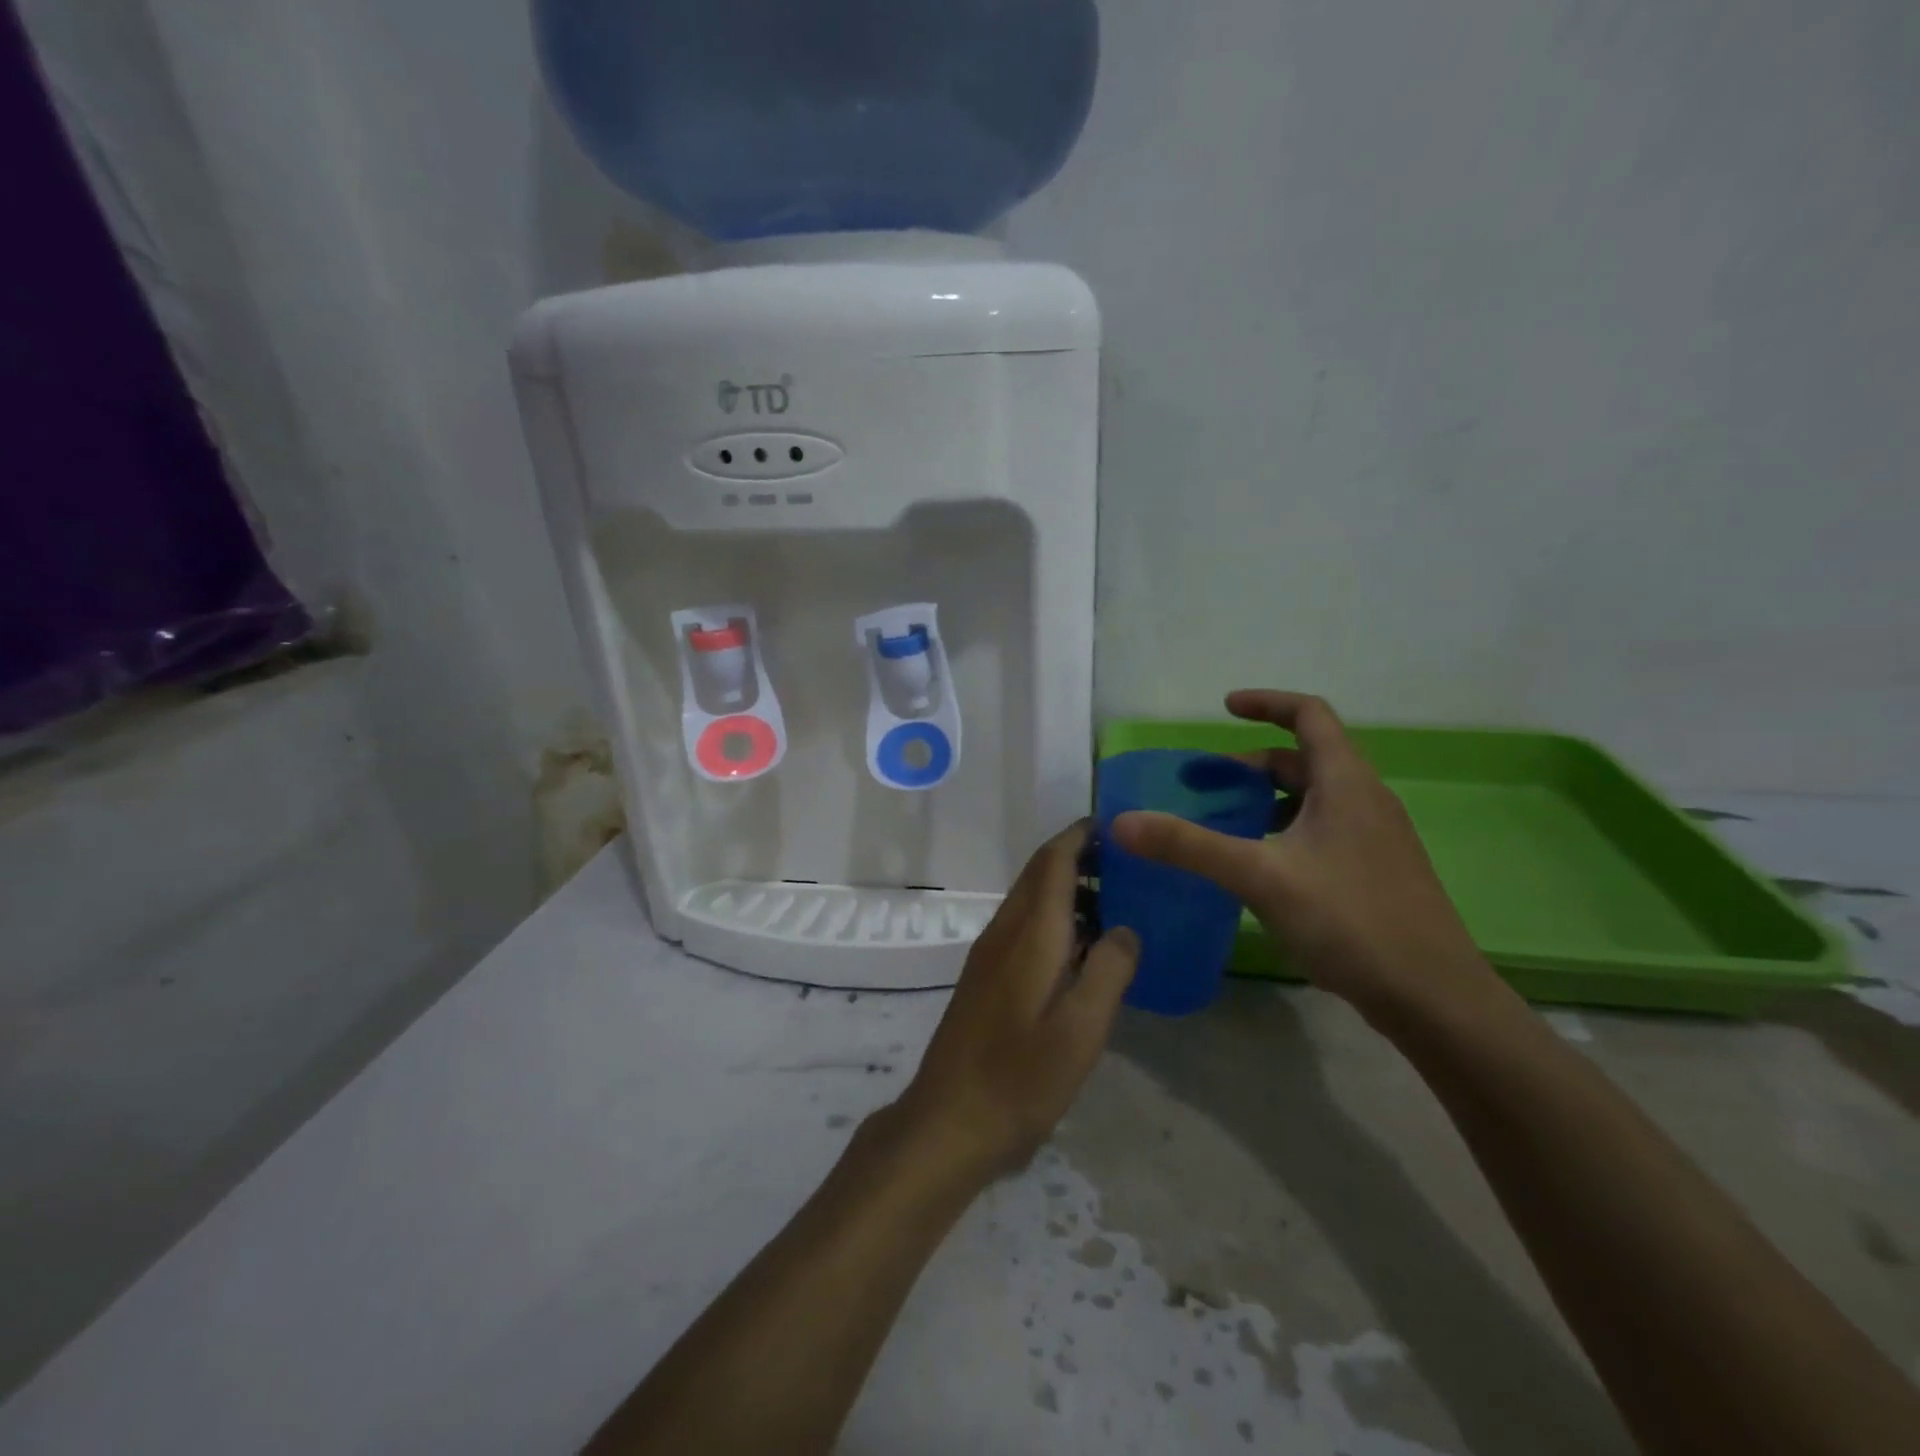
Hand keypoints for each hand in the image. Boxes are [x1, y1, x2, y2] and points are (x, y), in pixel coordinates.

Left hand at [892, 824, 1138, 1185]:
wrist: (948, 1120)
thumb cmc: (1020, 1078)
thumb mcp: (1080, 1030)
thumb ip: (1108, 972)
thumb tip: (1127, 929)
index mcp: (1029, 935)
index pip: (1052, 863)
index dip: (1079, 837)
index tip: (1113, 824)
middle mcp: (1004, 932)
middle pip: (1037, 875)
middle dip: (1075, 856)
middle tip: (1124, 861)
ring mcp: (989, 955)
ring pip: (1028, 900)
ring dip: (1064, 887)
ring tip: (1112, 899)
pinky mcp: (984, 977)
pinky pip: (1022, 926)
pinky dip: (1052, 916)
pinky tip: (1079, 946)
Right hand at [1111, 690, 1497, 1028]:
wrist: (1435, 998)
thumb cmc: (1351, 920)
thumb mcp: (1260, 877)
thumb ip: (1189, 846)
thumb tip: (1122, 822)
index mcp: (1347, 782)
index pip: (1309, 715)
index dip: (1267, 703)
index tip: (1224, 708)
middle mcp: (1366, 800)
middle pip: (1305, 759)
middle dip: (1252, 765)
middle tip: (1207, 786)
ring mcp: (1375, 839)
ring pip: (1314, 799)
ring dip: (1268, 800)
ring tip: (1225, 825)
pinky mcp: (1375, 873)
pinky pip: (1322, 831)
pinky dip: (1285, 831)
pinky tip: (1262, 869)